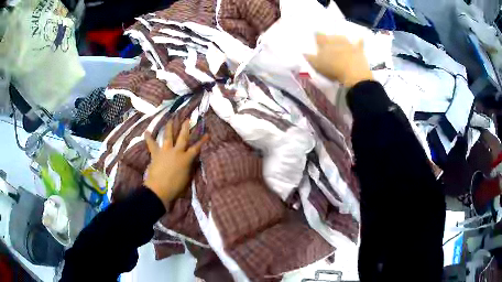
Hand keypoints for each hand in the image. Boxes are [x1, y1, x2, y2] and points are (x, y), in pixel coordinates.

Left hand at [144, 120, 208, 205]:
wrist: (159, 189)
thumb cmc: (176, 187)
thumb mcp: (187, 178)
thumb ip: (190, 167)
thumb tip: (192, 161)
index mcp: (186, 159)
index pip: (196, 148)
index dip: (202, 141)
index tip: (207, 134)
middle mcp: (177, 151)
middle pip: (182, 137)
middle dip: (185, 128)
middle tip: (187, 119)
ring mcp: (166, 151)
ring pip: (168, 136)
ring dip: (169, 127)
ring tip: (170, 120)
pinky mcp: (156, 154)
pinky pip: (151, 144)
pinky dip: (148, 138)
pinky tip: (146, 132)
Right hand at [305, 34, 373, 86]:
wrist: (354, 74)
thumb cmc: (333, 69)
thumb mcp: (317, 65)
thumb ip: (309, 57)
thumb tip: (303, 52)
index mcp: (325, 42)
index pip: (318, 36)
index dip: (317, 37)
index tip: (316, 38)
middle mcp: (336, 39)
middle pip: (331, 36)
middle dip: (329, 38)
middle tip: (328, 43)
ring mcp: (348, 44)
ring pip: (343, 38)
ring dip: (341, 39)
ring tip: (339, 42)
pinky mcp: (359, 50)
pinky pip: (359, 43)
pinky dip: (359, 41)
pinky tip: (360, 38)